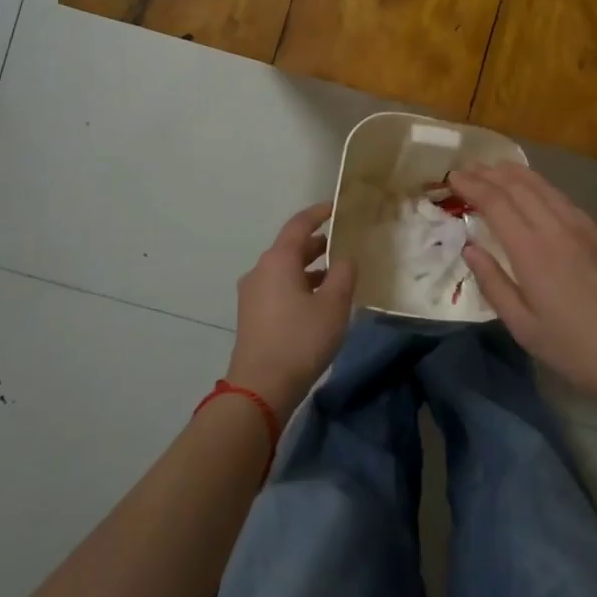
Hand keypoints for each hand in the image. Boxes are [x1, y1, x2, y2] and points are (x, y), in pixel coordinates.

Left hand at [228, 202, 354, 420]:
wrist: (260, 388)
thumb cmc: (300, 339)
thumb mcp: (334, 305)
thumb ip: (344, 274)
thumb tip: (344, 258)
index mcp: (278, 260)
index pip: (299, 224)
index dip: (319, 213)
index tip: (337, 208)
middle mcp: (260, 270)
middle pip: (290, 247)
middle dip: (317, 244)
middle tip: (343, 244)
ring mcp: (252, 294)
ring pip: (284, 270)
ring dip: (309, 269)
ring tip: (336, 276)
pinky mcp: (252, 316)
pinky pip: (278, 288)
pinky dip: (299, 285)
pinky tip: (318, 302)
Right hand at [448, 165, 596, 411]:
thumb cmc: (574, 347)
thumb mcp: (523, 326)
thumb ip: (493, 283)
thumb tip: (470, 249)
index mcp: (532, 251)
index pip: (496, 202)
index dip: (472, 185)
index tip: (453, 177)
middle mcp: (556, 228)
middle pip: (519, 186)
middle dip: (490, 173)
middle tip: (468, 170)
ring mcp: (581, 227)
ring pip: (543, 186)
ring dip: (515, 173)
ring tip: (494, 169)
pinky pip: (562, 197)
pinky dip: (539, 185)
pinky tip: (534, 190)